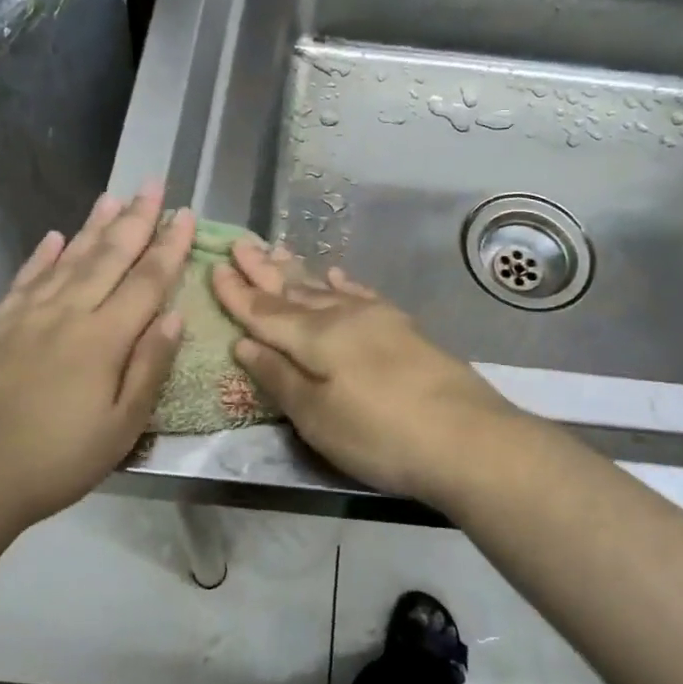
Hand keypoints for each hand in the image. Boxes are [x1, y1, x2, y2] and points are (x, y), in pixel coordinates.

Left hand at [0, 184, 195, 527]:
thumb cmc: (55, 459)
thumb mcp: (121, 427)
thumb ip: (149, 367)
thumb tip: (174, 317)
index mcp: (104, 338)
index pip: (147, 280)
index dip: (170, 246)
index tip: (186, 214)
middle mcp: (68, 313)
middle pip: (109, 256)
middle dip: (136, 219)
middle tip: (153, 184)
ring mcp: (28, 315)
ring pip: (69, 258)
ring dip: (94, 226)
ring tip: (113, 197)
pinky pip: (27, 278)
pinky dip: (44, 255)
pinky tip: (55, 237)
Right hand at [211, 240, 521, 504]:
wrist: (468, 438)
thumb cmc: (380, 434)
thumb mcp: (317, 417)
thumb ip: (279, 377)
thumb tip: (245, 342)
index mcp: (315, 336)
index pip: (265, 311)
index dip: (237, 293)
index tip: (214, 268)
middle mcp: (344, 316)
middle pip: (294, 290)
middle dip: (264, 270)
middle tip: (240, 244)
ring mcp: (378, 319)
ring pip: (326, 289)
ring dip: (299, 272)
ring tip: (278, 251)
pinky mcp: (403, 330)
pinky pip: (362, 296)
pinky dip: (344, 285)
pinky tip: (337, 277)